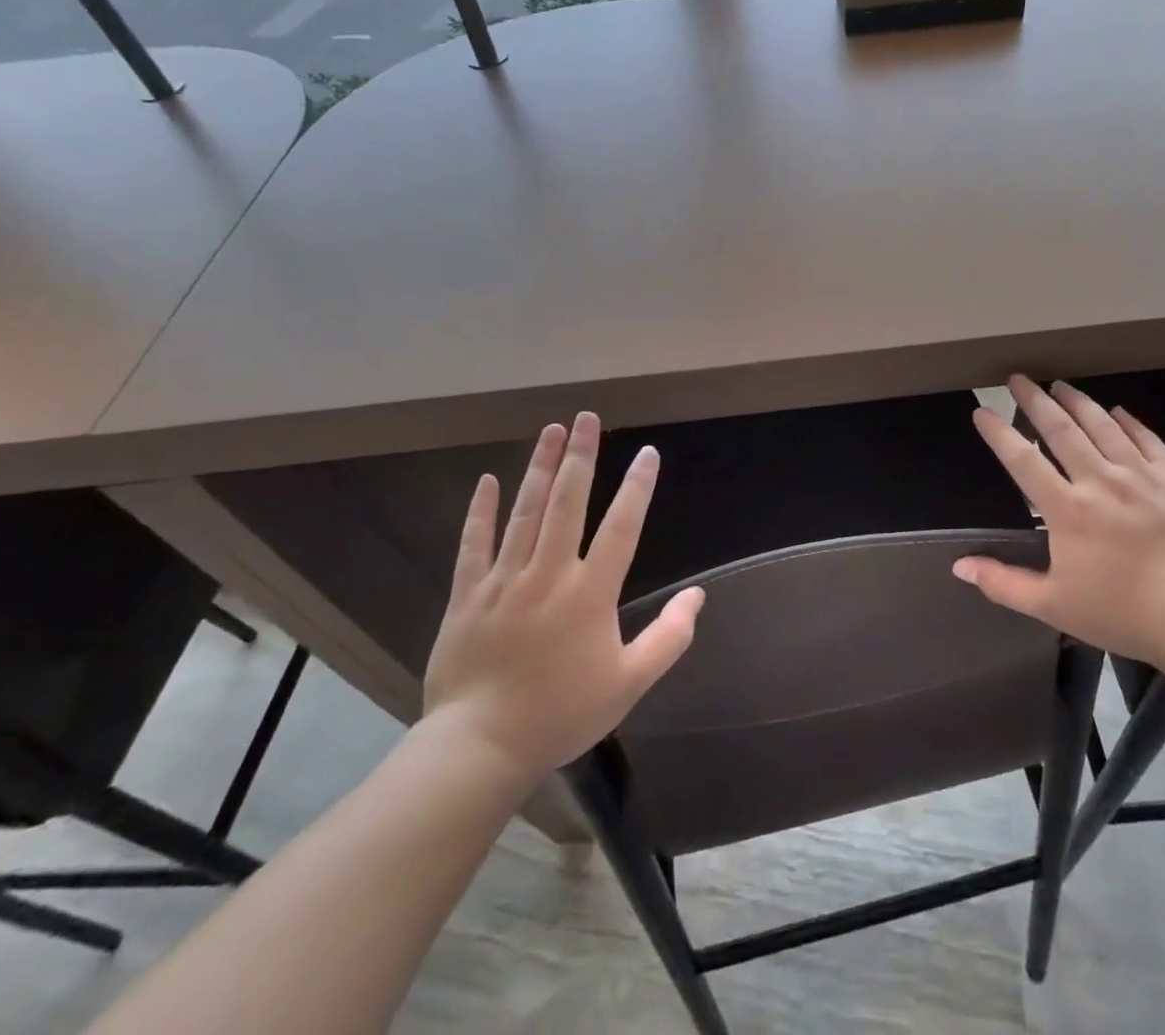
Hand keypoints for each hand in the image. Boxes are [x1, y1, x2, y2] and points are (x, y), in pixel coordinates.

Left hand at [421, 412, 704, 779]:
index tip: (647, 453)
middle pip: (568, 502)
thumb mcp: (629, 683)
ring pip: (525, 512)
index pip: (621, 527)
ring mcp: (504, 580)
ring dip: (540, 467)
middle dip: (581, 456)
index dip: (637, 487)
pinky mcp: (467, 594)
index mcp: (591, 593)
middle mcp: (549, 574)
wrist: (480, 747)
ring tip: (551, 430)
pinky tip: (488, 479)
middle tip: (587, 417)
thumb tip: (697, 596)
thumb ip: (669, 637)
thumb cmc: (561, 713)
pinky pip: (474, 543)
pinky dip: (481, 510)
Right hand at [954, 376, 1164, 667]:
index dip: (999, 433)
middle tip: (1018, 379)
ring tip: (1060, 385)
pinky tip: (1118, 411)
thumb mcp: (1054, 606)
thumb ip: (1003, 583)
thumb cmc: (1123, 613)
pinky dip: (1129, 423)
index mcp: (1067, 510)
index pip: (1023, 460)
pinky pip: (1148, 440)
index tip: (982, 411)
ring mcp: (1142, 476)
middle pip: (1061, 430)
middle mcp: (1101, 481)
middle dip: (1035, 401)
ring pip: (1104, 426)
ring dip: (1078, 402)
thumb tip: (959, 566)